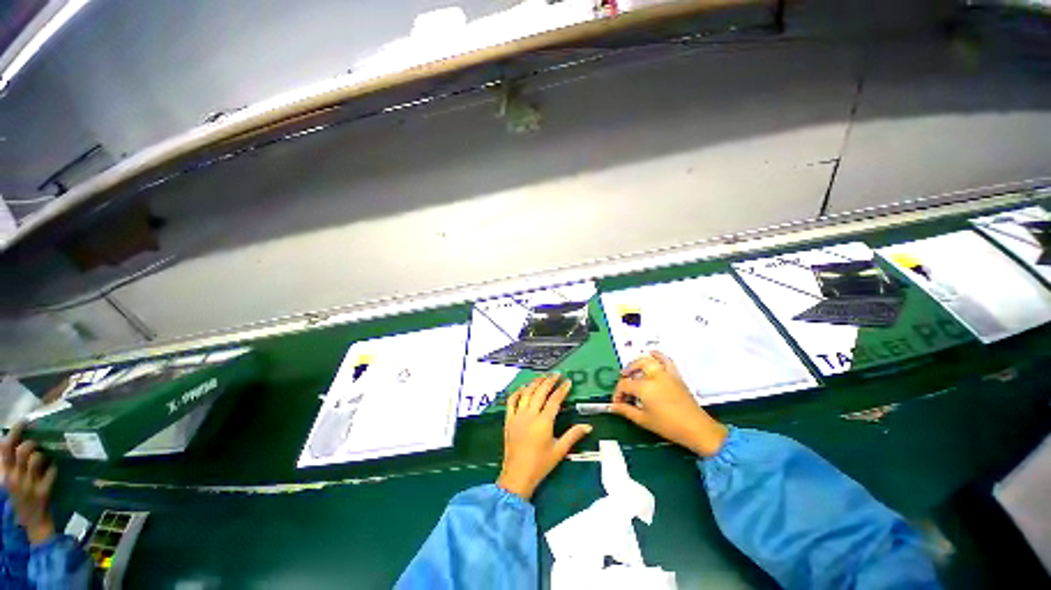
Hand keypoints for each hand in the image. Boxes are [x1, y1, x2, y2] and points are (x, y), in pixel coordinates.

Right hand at [1, 423, 57, 543]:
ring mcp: (29, 486)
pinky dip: (54, 468)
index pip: (5, 449)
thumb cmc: (24, 500)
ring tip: (48, 456)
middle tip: (39, 442)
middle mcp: (14, 478)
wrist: (34, 527)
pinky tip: (55, 469)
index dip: (14, 432)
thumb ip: (15, 464)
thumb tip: (22, 441)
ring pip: (36, 458)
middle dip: (33, 442)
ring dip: (44, 455)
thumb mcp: (14, 481)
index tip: (24, 421)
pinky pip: (51, 473)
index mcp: (5, 474)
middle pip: (22, 450)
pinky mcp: (43, 493)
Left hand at [496, 375, 592, 500]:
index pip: (554, 400)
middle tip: (556, 374)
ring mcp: (518, 415)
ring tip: (542, 377)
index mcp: (544, 422)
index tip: (568, 382)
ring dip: (535, 383)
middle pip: (540, 391)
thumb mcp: (559, 451)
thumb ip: (573, 435)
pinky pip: (511, 401)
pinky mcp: (508, 419)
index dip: (562, 389)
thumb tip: (588, 426)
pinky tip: (523, 388)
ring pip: (526, 393)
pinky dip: (517, 392)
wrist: (517, 475)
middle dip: (549, 381)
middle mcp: (530, 414)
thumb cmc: (540, 464)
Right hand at [611, 351, 728, 456]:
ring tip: (633, 371)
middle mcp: (654, 376)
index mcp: (644, 387)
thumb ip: (626, 410)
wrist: (697, 429)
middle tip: (623, 386)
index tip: (617, 403)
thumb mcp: (643, 420)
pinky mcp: (676, 375)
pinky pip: (666, 360)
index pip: (624, 385)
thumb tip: (613, 407)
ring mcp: (666, 373)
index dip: (617, 393)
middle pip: (634, 367)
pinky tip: (652, 355)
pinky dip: (658, 355)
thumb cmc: (669, 426)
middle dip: (625, 375)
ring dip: (637, 363)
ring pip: (648, 360)